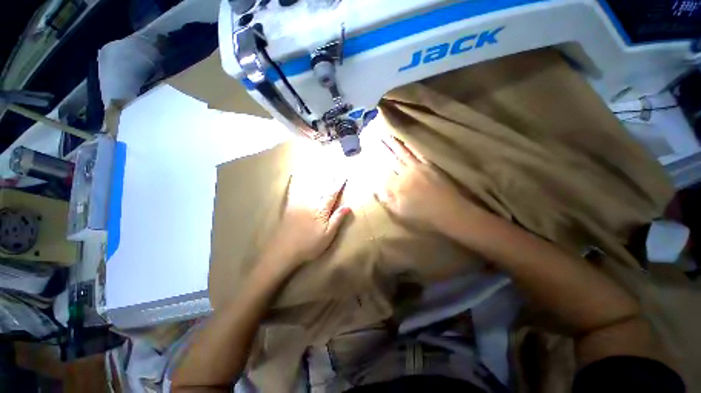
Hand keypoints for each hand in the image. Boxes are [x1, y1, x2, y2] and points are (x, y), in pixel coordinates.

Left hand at [266, 175, 351, 266]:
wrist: (284, 250)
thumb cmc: (309, 245)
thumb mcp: (327, 235)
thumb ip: (337, 219)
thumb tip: (348, 206)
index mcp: (321, 210)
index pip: (332, 194)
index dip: (338, 184)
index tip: (343, 175)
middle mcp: (310, 203)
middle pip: (321, 187)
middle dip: (329, 177)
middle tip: (334, 167)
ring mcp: (299, 203)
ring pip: (308, 186)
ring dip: (315, 175)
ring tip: (319, 166)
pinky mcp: (289, 206)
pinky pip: (293, 190)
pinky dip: (295, 182)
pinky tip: (295, 175)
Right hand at [377, 136, 473, 231]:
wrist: (450, 212)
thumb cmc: (423, 216)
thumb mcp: (400, 213)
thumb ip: (386, 200)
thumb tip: (374, 189)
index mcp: (397, 186)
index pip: (383, 173)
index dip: (376, 164)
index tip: (370, 155)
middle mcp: (405, 173)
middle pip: (391, 159)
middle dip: (383, 149)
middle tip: (376, 137)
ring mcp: (418, 168)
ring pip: (403, 153)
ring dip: (394, 144)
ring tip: (387, 135)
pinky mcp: (429, 166)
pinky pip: (418, 153)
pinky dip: (411, 146)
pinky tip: (406, 142)